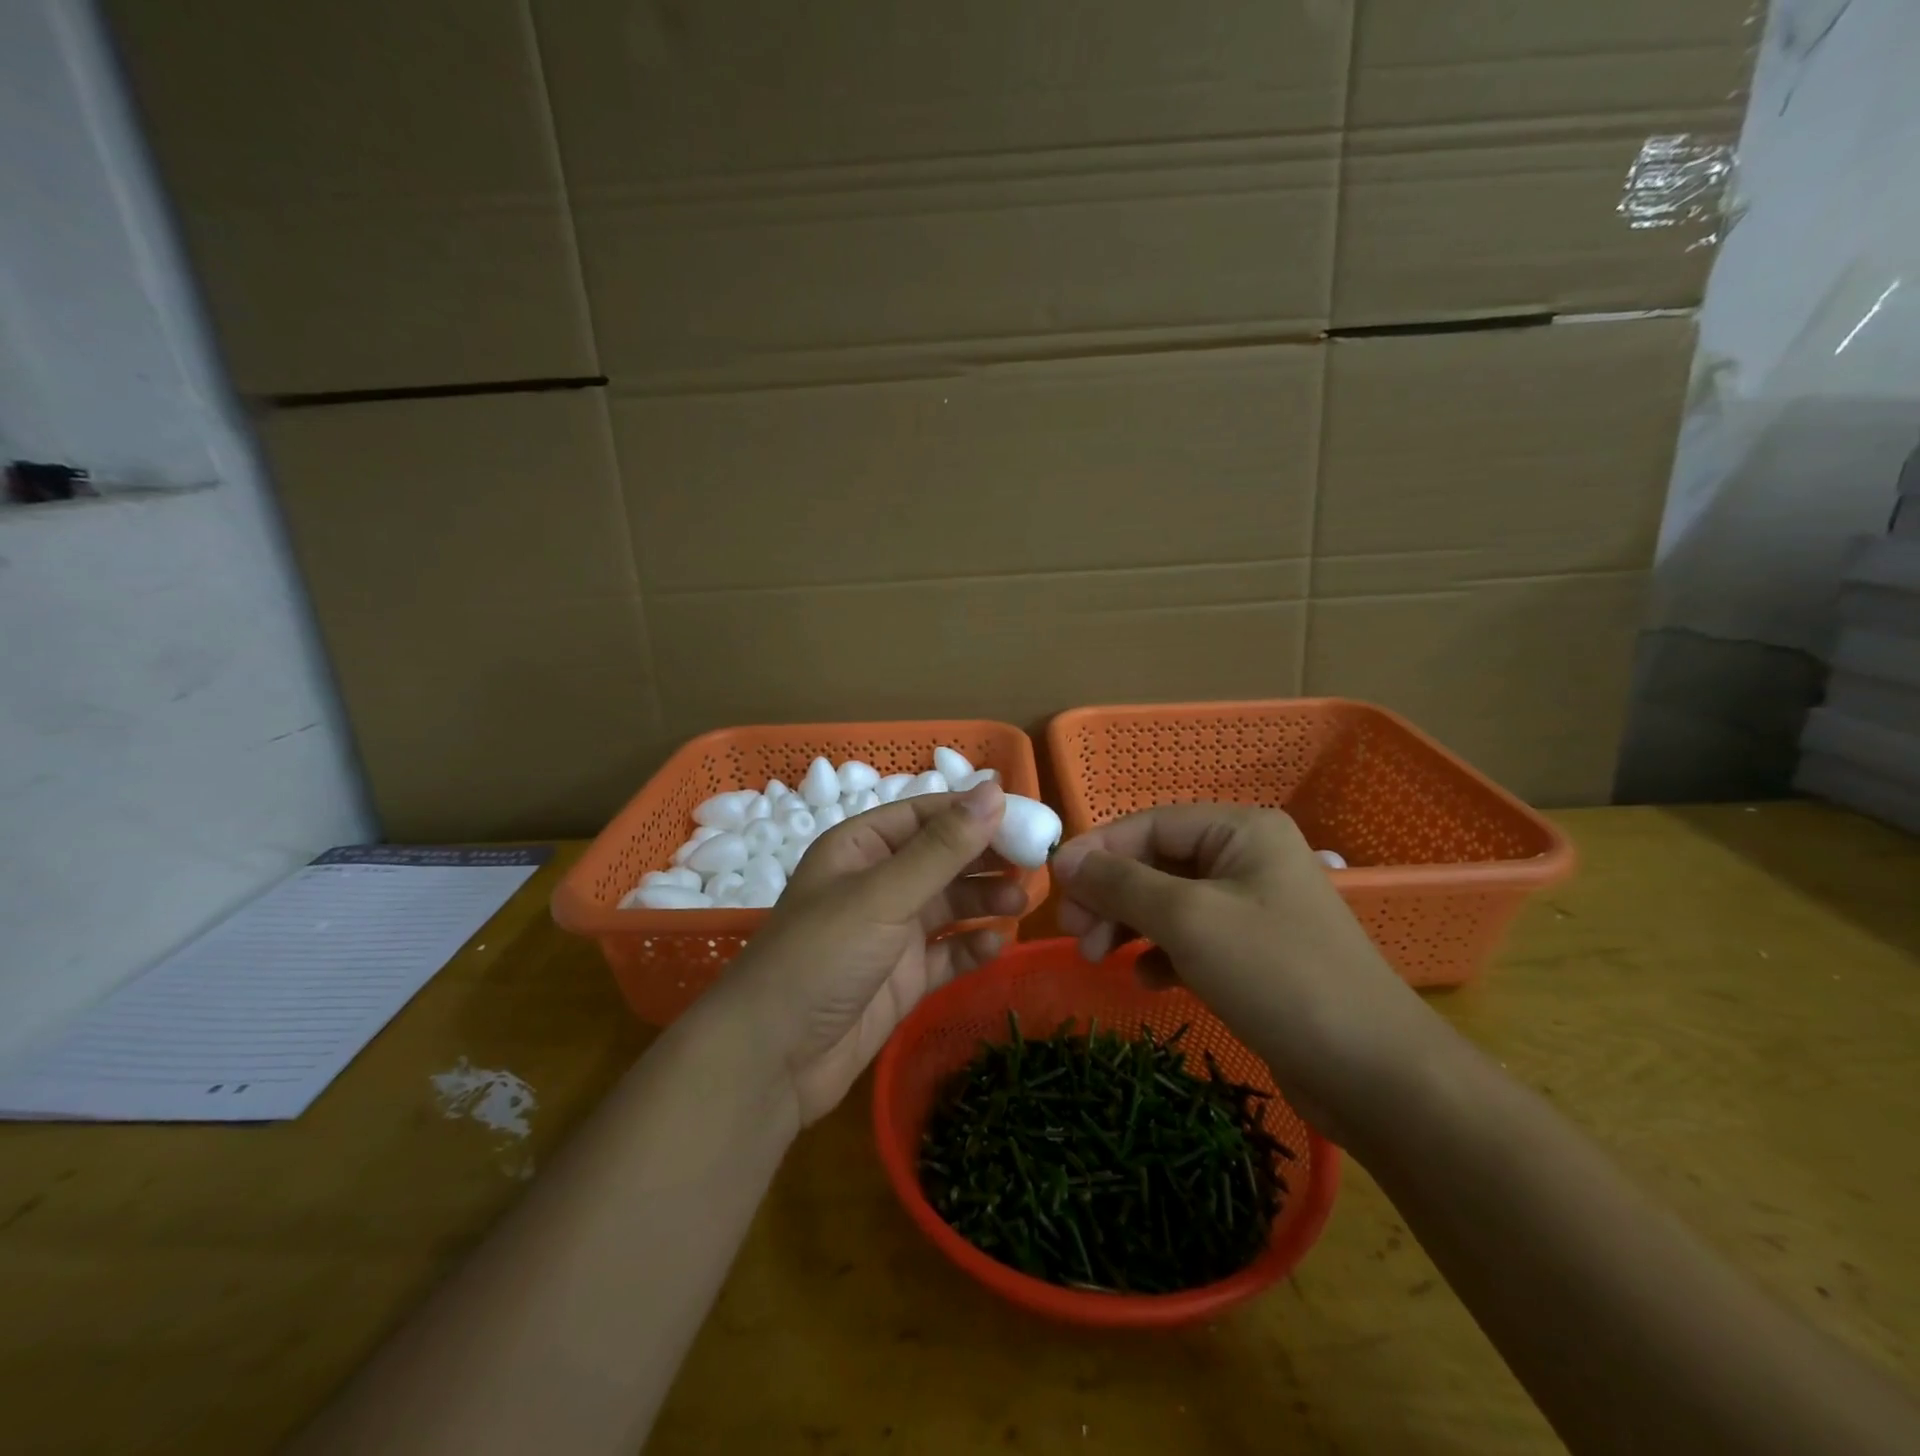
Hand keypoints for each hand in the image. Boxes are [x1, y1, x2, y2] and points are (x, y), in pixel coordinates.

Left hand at [723, 781, 1026, 1125]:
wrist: (771, 1059)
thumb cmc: (822, 957)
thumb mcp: (883, 894)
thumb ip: (942, 848)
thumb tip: (993, 790)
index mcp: (861, 848)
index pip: (927, 814)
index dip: (975, 813)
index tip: (1027, 818)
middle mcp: (878, 883)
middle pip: (943, 858)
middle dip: (986, 859)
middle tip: (1036, 864)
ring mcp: (891, 933)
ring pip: (950, 905)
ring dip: (985, 900)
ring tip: (1022, 902)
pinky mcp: (903, 978)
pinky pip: (948, 953)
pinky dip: (973, 947)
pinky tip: (997, 945)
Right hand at [1053, 804, 1434, 1143]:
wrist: (1375, 1074)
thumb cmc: (1277, 975)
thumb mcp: (1188, 920)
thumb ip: (1120, 883)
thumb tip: (1064, 858)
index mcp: (1241, 830)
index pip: (1148, 824)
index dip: (1098, 851)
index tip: (1056, 888)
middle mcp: (1247, 858)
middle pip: (1155, 863)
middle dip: (1111, 896)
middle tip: (1075, 935)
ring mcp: (1252, 908)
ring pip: (1168, 903)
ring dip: (1127, 926)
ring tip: (1096, 959)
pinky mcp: (1254, 955)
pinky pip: (1190, 940)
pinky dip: (1160, 954)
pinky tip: (1146, 981)